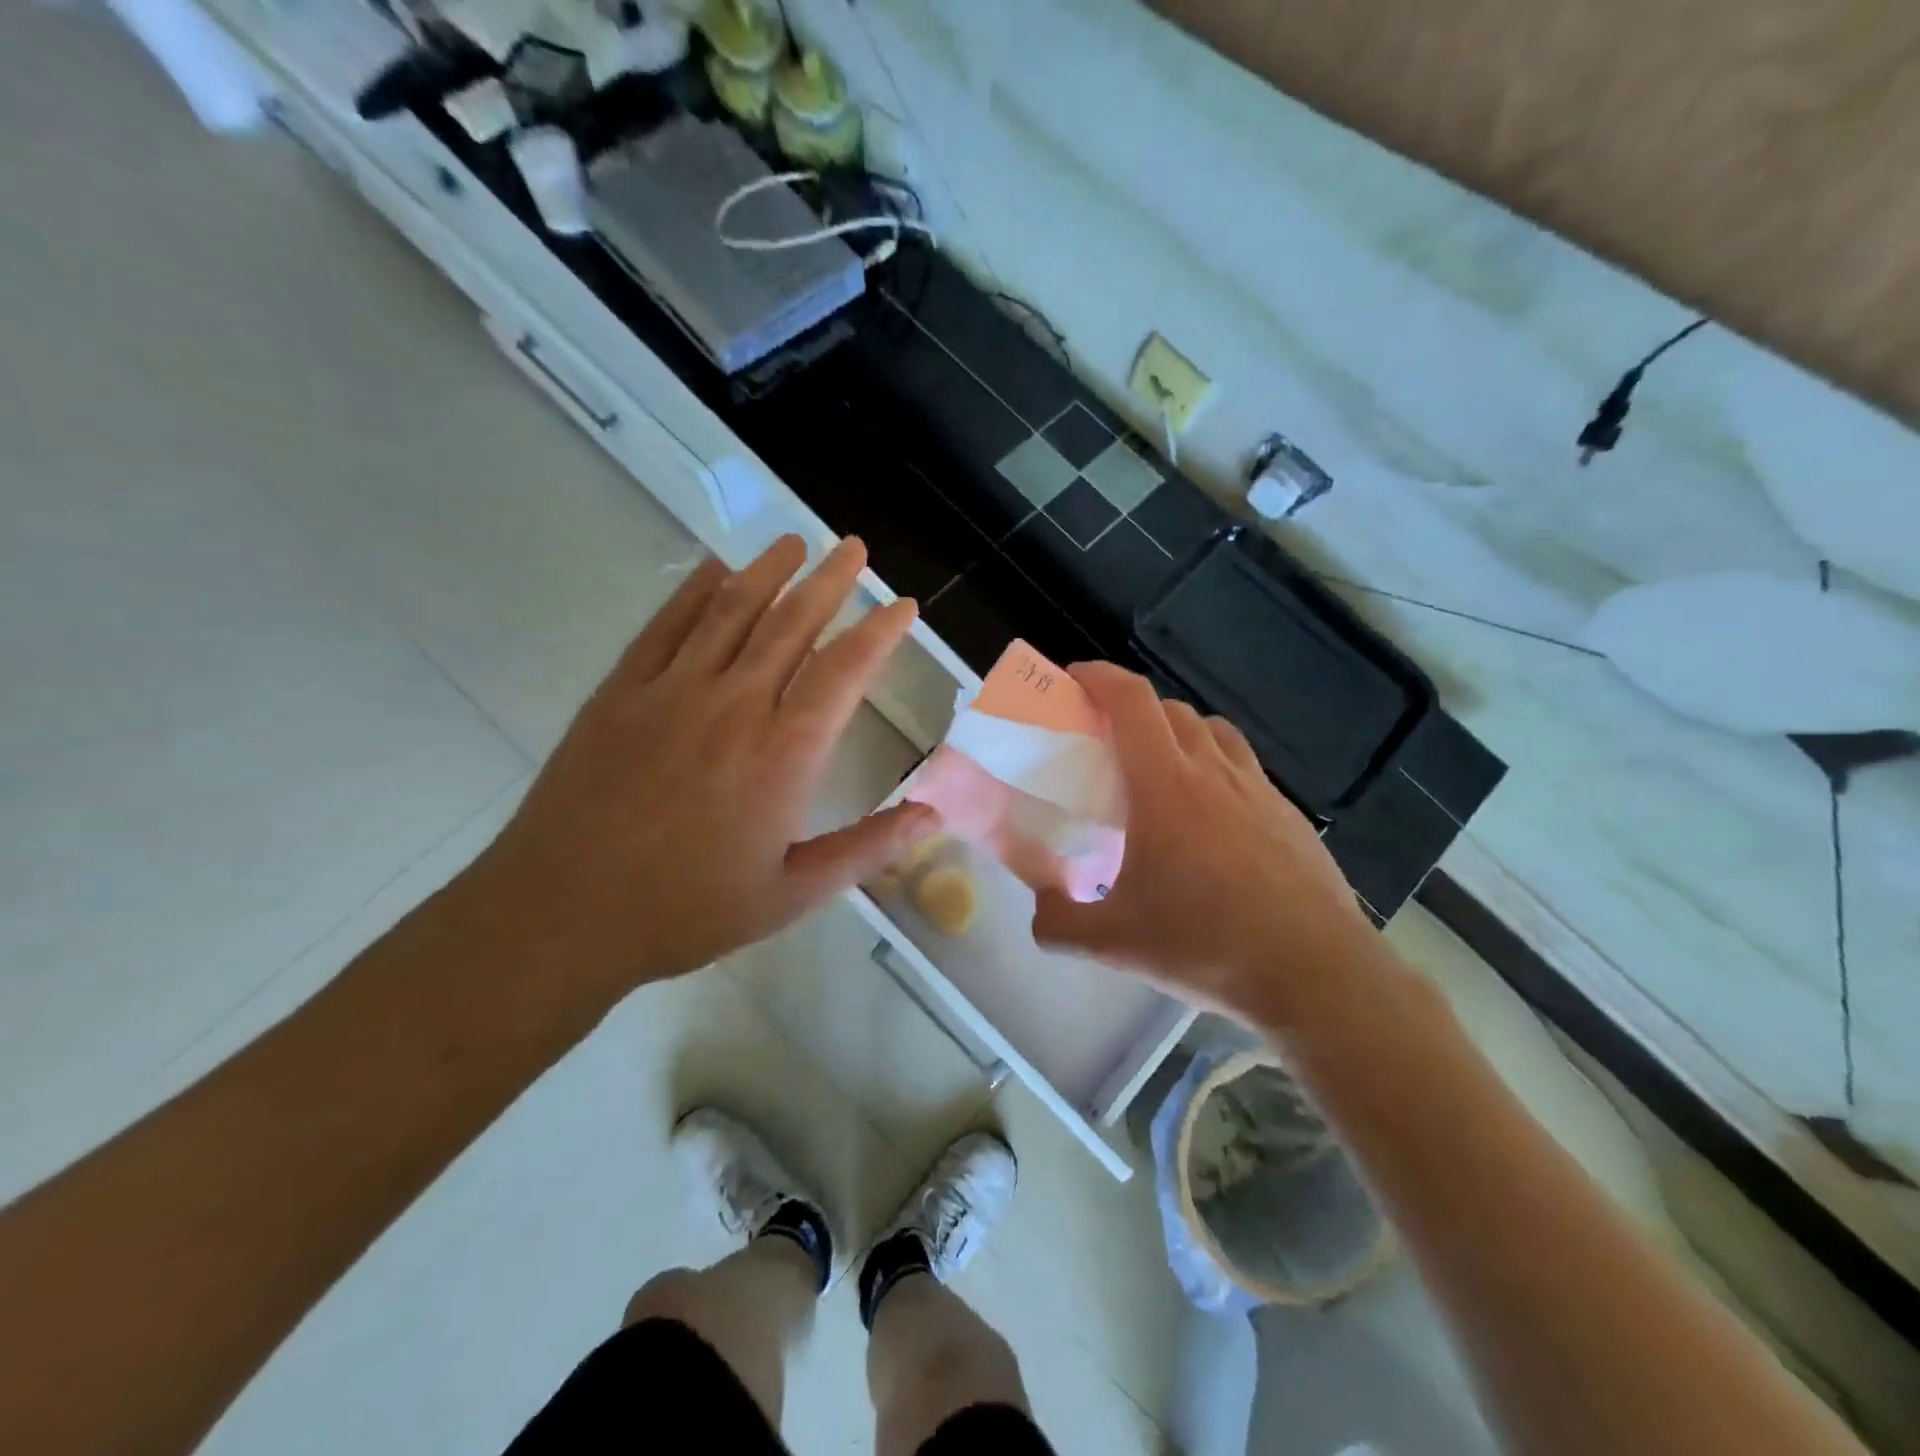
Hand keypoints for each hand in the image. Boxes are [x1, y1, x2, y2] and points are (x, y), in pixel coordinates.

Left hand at [463, 535, 937, 1004]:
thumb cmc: (688, 909)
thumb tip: (932, 815)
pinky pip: (666, 625)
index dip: (880, 631)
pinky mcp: (621, 691)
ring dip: (769, 570)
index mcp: (784, 753)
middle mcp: (734, 704)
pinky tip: (714, 570)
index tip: (903, 606)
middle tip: (855, 547)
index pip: (845, 670)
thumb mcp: (792, 894)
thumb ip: (866, 848)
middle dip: (831, 580)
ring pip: (731, 610)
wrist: (562, 913)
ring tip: (796, 543)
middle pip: (791, 622)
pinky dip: (695, 590)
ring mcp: (671, 690)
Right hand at [1030, 662, 1372, 1019]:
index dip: (1100, 677)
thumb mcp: (1112, 944)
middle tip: (1108, 743)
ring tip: (1160, 772)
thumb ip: (1057, 922)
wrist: (1316, 976)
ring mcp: (1260, 792)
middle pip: (1171, 710)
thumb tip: (1042, 907)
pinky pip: (1245, 770)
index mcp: (1166, 787)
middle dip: (1133, 709)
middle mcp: (1214, 773)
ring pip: (1214, 733)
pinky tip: (1211, 823)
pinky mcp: (1290, 817)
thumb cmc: (1206, 945)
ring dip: (1179, 734)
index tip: (1074, 679)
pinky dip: (1217, 771)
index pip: (1132, 701)